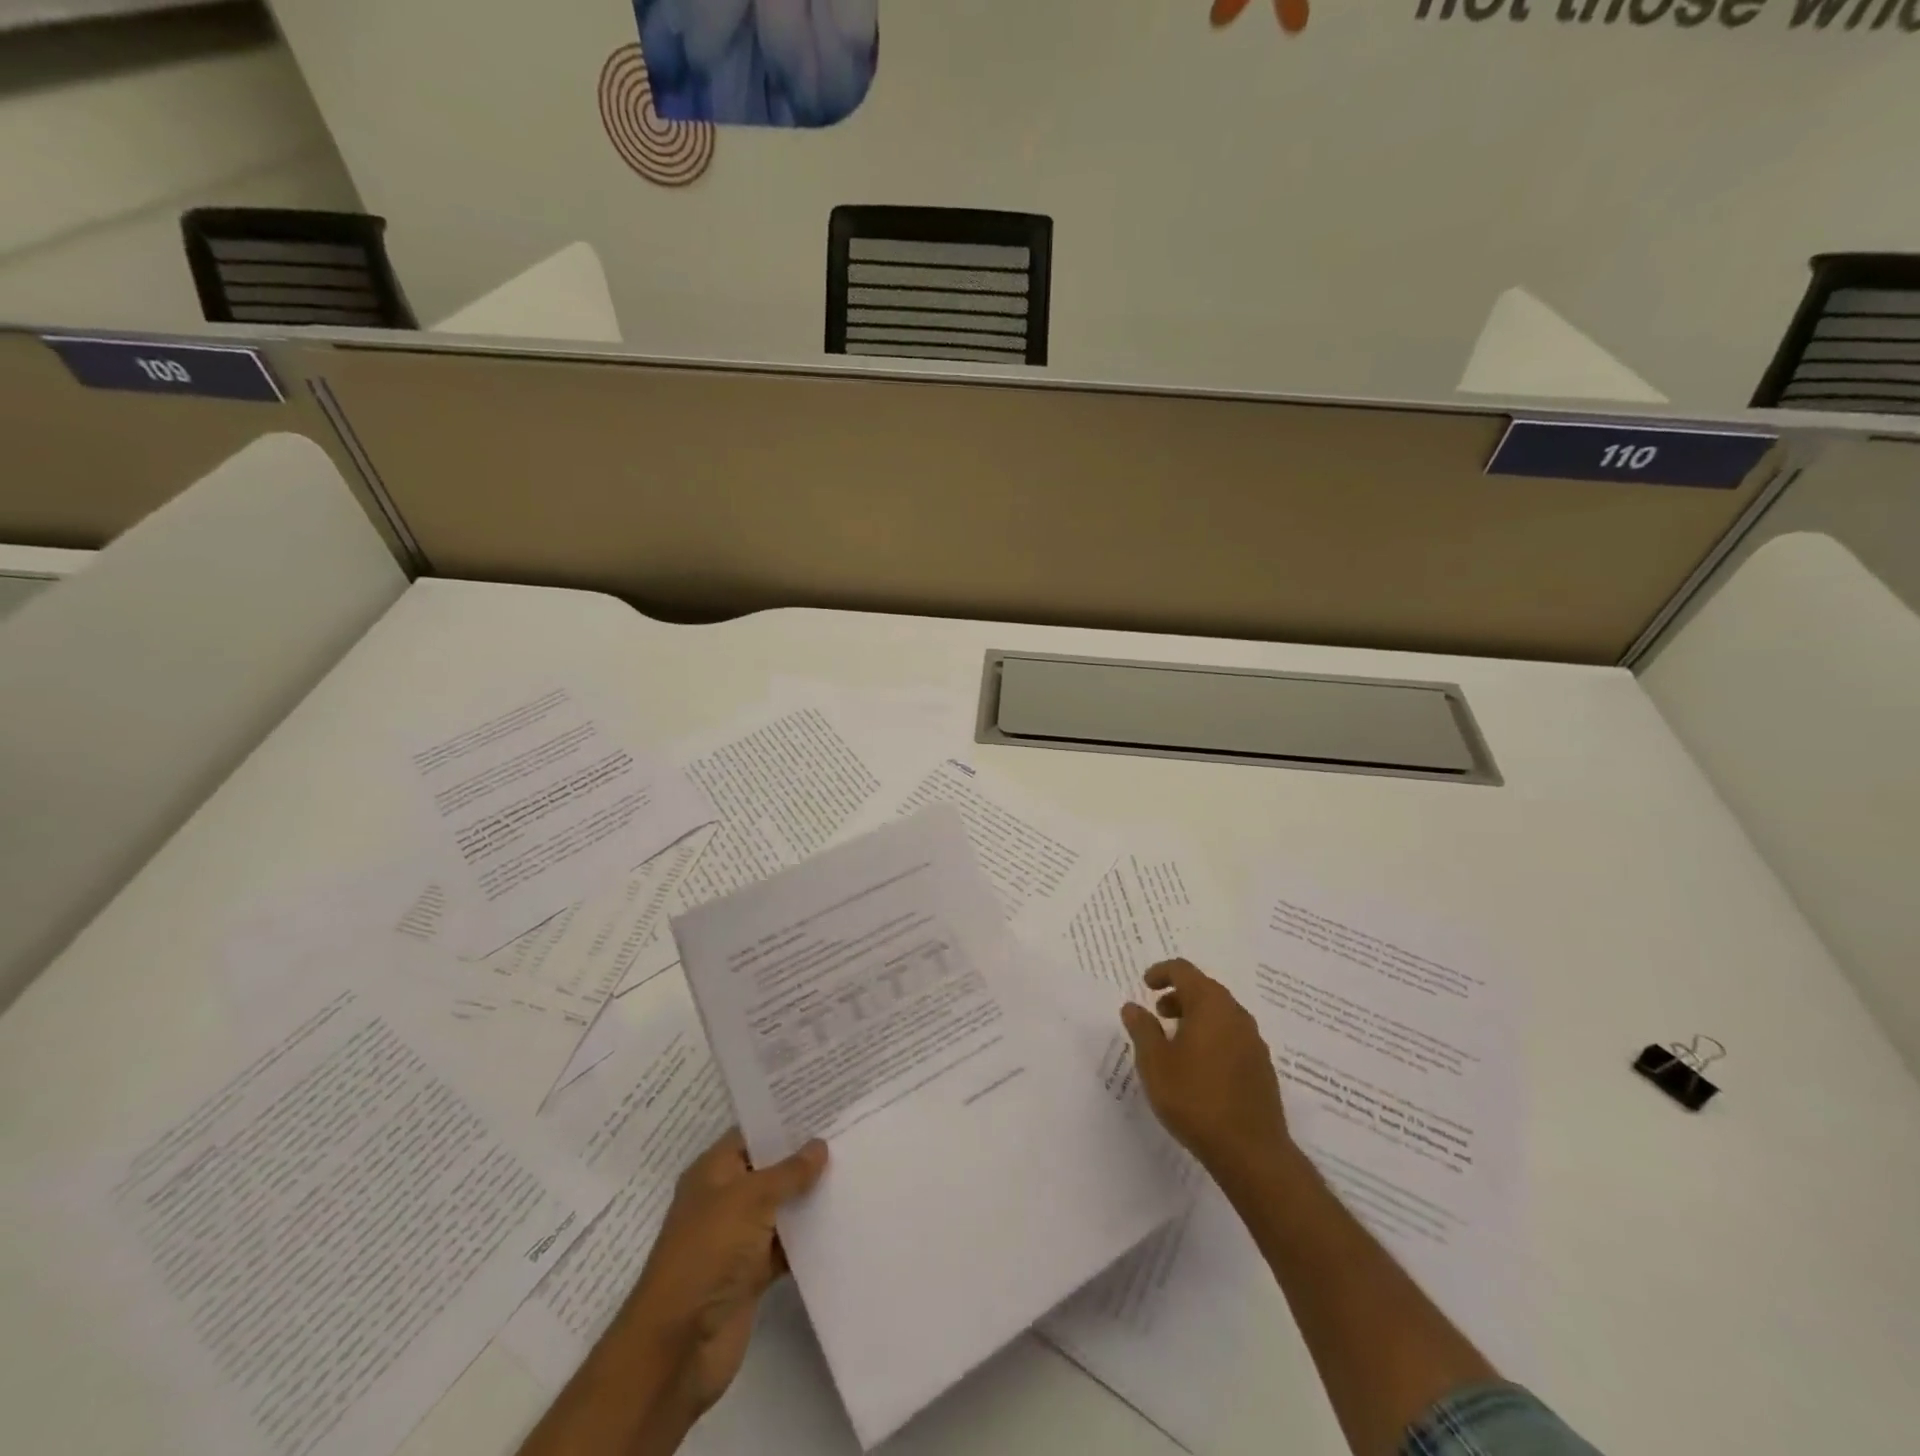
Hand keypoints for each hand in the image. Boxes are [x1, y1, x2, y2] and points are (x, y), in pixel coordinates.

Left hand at [620, 1129, 827, 1417]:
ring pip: (781, 1208)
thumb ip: (788, 1172)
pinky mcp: (752, 1275)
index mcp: (713, 1172)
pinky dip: (809, 1237)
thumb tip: (819, 1145)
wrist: (678, 1347)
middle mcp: (725, 1200)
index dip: (785, 1119)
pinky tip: (843, 1221)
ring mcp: (738, 1239)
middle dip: (804, 1156)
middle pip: (770, 1169)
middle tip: (849, 1133)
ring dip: (810, 1197)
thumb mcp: (749, 1199)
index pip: (752, 1133)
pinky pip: (786, 1246)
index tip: (825, 1104)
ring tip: (856, 1169)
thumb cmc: (707, 1253)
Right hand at [1120, 959, 1289, 1181]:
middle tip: (1158, 1013)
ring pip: (1221, 1014)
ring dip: (1196, 1017)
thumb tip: (1133, 1007)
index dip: (1162, 972)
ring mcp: (1254, 1041)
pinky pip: (1232, 1036)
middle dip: (1179, 996)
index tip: (1146, 985)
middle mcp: (1236, 1015)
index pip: (1184, 971)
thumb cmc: (1195, 1099)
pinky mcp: (1262, 1067)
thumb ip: (1142, 1029)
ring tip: (1175, 1042)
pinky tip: (1199, 1066)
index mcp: (1211, 1005)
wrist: (1251, 1152)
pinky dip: (1212, 1037)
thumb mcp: (1155, 1063)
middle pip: (1205, 989)